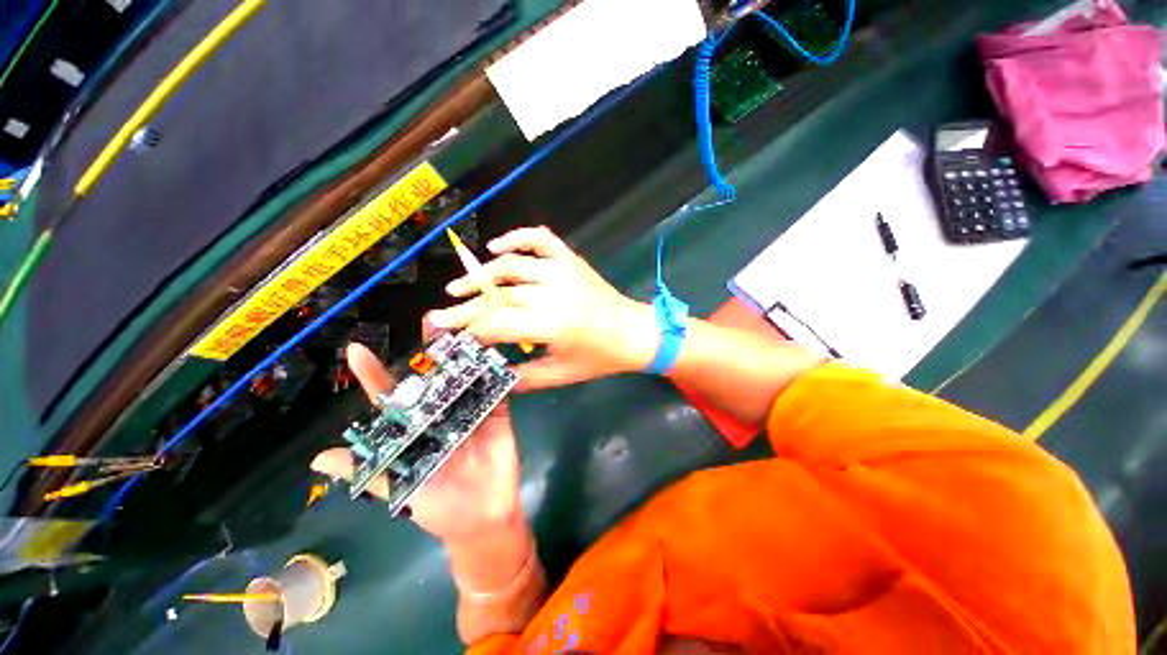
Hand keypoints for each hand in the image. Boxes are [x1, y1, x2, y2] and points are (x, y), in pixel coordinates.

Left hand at [310, 342, 521, 543]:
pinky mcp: (496, 411)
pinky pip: (496, 387)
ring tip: (463, 326)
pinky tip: (493, 349)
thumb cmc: (439, 506)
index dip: (373, 374)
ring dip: (465, 352)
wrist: (484, 518)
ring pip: (464, 375)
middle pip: (433, 376)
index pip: (391, 397)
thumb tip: (318, 460)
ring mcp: (470, 408)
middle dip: (431, 348)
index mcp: (414, 427)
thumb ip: (368, 469)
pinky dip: (495, 369)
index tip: (356, 350)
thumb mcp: (399, 488)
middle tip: (431, 318)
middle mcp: (440, 411)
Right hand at [429, 226, 658, 390]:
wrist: (635, 332)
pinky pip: (540, 238)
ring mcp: (562, 271)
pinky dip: (517, 237)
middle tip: (443, 313)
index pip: (496, 324)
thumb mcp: (561, 375)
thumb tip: (493, 375)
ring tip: (460, 286)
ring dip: (481, 274)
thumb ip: (524, 377)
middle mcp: (553, 292)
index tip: (448, 333)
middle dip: (466, 306)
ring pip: (512, 265)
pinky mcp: (571, 260)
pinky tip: (497, 246)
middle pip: (498, 296)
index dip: (468, 329)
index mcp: (551, 325)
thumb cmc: (600, 357)